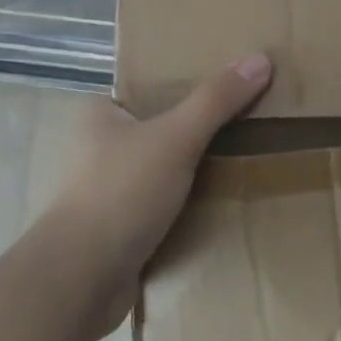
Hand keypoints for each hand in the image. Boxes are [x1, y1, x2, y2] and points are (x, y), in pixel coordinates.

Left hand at [52, 53, 271, 336]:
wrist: (79, 283)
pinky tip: (226, 198)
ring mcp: (111, 190)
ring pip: (168, 167)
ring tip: (248, 155)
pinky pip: (167, 204)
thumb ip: (217, 100)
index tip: (233, 81)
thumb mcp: (175, 137)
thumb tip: (261, 58)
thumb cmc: (120, 194)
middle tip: (251, 117)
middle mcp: (101, 147)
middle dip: (202, 126)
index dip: (191, 80)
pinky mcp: (123, 227)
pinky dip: (192, 202)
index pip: (153, 85)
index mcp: (101, 114)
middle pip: (165, 125)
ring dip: (200, 168)